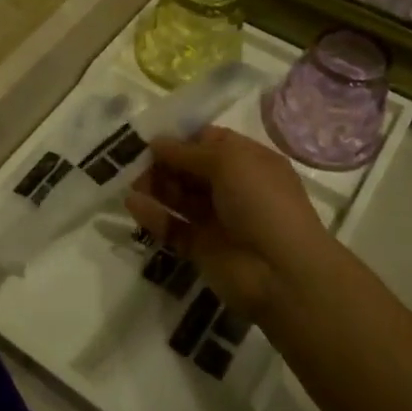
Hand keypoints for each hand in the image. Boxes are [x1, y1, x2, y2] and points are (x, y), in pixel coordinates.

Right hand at [124, 127, 334, 317]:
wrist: (283, 274)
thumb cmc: (262, 204)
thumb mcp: (229, 163)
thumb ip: (188, 152)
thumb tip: (157, 142)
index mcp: (249, 162)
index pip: (210, 142)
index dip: (182, 138)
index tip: (151, 136)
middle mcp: (234, 188)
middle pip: (190, 169)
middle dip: (163, 162)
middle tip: (134, 160)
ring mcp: (217, 219)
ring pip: (179, 197)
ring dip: (155, 186)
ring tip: (129, 181)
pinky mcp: (201, 248)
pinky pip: (173, 227)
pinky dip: (153, 216)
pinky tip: (132, 204)